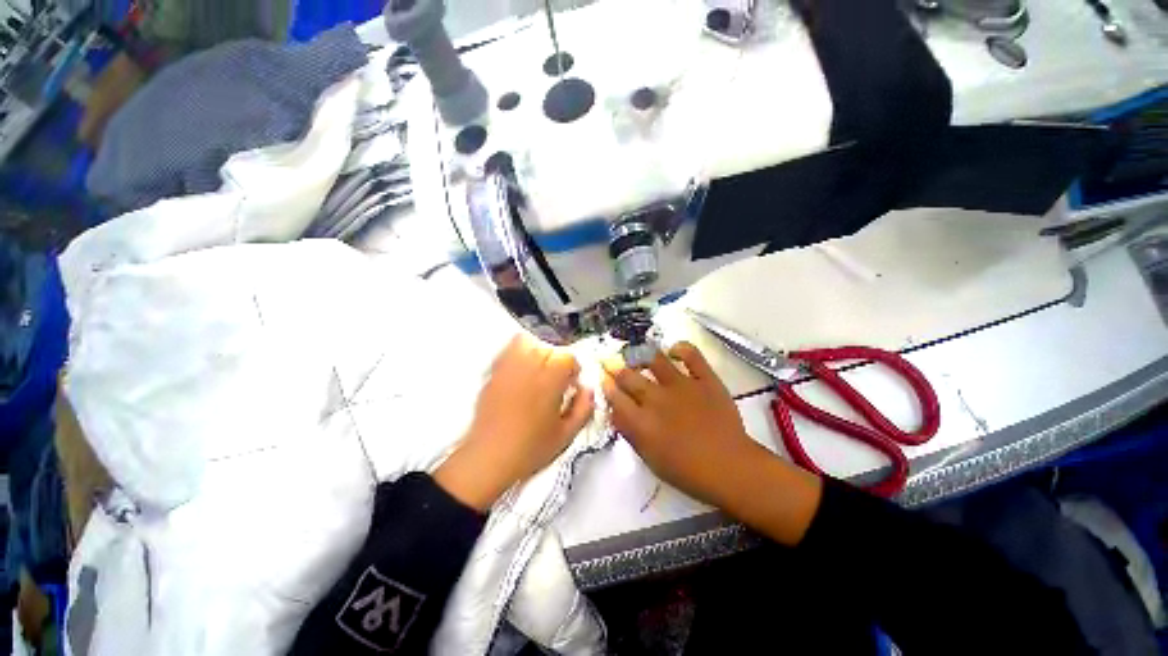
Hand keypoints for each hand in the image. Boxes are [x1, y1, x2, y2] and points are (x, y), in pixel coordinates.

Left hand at [435, 334, 594, 510]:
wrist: (488, 460)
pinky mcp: (492, 374)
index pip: (567, 357)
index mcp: (549, 380)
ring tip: (539, 371)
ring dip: (536, 352)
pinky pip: (506, 352)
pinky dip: (517, 355)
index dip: (574, 369)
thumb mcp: (567, 434)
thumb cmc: (530, 449)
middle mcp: (528, 367)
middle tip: (557, 380)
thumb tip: (588, 389)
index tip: (573, 384)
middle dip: (557, 360)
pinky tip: (521, 374)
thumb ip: (584, 408)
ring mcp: (507, 368)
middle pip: (548, 347)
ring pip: (525, 342)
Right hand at [601, 342, 769, 507]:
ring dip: (642, 355)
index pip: (615, 397)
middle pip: (629, 376)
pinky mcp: (705, 379)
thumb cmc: (687, 471)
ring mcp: (682, 385)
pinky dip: (681, 348)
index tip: (604, 379)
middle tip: (615, 365)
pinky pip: (691, 354)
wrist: (731, 468)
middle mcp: (657, 398)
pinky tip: (674, 350)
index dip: (606, 386)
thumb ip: (630, 433)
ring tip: (639, 354)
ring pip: (654, 360)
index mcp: (642, 421)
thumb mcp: (650, 458)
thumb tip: (616, 411)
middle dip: (617, 369)